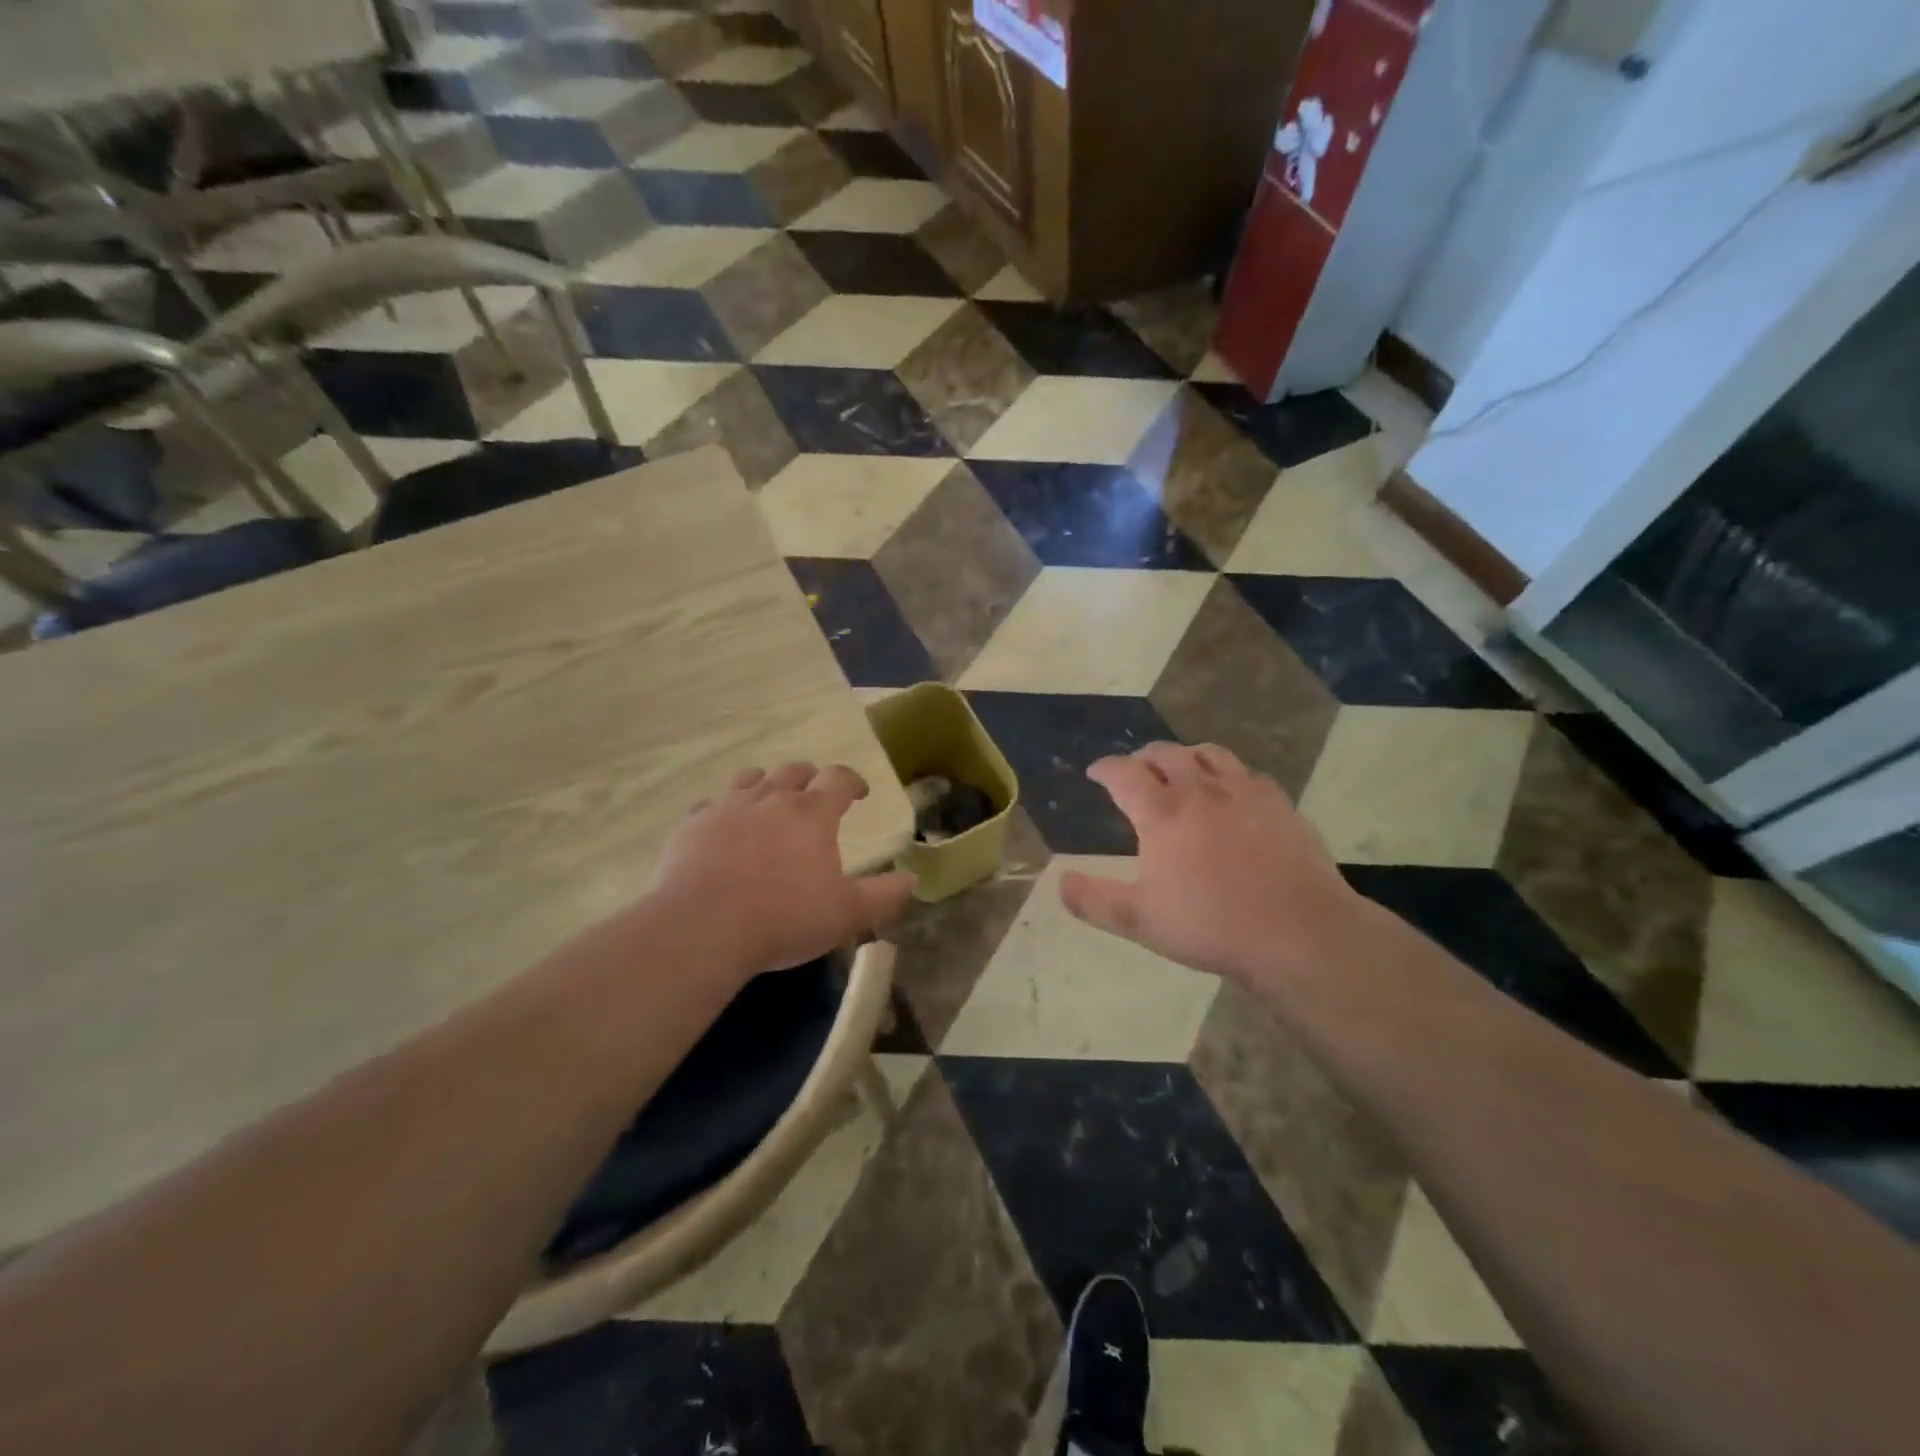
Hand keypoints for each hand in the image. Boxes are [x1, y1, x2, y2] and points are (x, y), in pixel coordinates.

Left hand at [645, 762, 914, 979]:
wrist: (701, 928)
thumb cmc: (784, 917)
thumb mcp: (847, 914)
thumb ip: (883, 896)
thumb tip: (910, 879)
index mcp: (811, 813)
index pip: (838, 779)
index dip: (852, 782)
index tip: (859, 793)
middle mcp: (770, 799)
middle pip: (793, 772)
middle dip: (809, 779)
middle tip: (815, 794)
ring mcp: (727, 808)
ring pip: (751, 779)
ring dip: (766, 783)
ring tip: (770, 798)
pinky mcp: (692, 826)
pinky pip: (711, 805)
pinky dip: (725, 810)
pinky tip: (724, 828)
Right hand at [1059, 743, 1368, 990]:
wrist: (1298, 932)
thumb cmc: (1211, 926)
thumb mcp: (1140, 921)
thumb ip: (1095, 900)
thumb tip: (1059, 882)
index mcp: (1163, 813)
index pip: (1124, 774)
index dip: (1105, 768)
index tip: (1095, 771)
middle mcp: (1200, 790)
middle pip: (1166, 754)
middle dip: (1143, 756)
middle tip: (1135, 768)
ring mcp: (1244, 792)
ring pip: (1209, 754)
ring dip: (1186, 756)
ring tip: (1180, 768)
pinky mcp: (1279, 803)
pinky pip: (1247, 773)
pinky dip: (1228, 773)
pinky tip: (1231, 791)